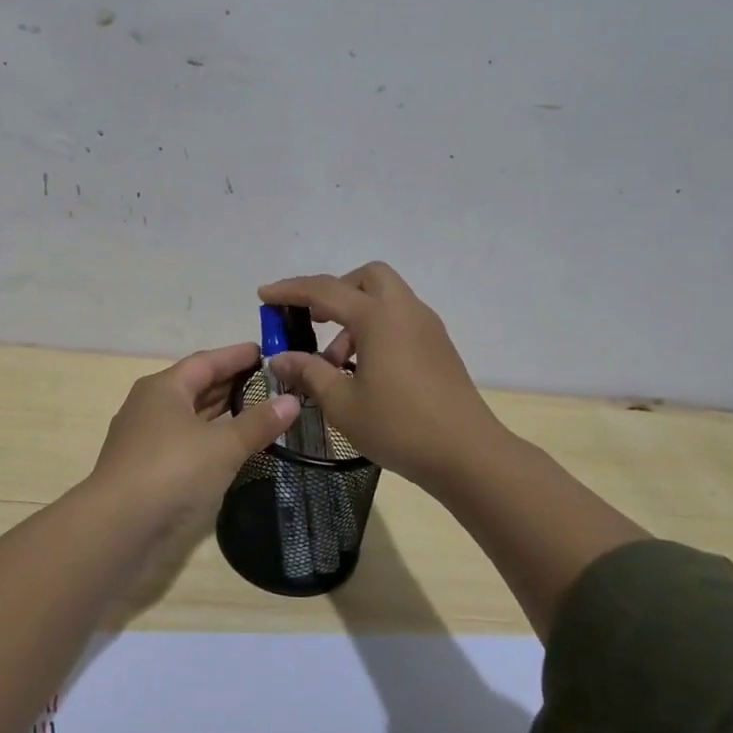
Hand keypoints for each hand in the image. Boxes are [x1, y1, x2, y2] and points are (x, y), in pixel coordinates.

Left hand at [86, 342, 299, 522]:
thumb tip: (291, 400)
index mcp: (164, 387)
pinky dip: (209, 438)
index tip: (265, 351)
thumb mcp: (223, 446)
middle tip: (268, 382)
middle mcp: (150, 405)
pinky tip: (229, 448)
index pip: (206, 361)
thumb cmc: (171, 471)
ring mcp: (144, 438)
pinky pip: (184, 441)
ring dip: (220, 413)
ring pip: (189, 416)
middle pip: (195, 386)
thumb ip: (258, 423)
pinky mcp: (144, 468)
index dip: (236, 355)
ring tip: (255, 411)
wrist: (117, 527)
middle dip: (230, 383)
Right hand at [259, 262, 505, 492]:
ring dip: (355, 315)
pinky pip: (400, 319)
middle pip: (366, 277)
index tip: (264, 295)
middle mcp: (404, 311)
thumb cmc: (399, 426)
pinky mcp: (438, 347)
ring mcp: (426, 327)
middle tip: (313, 319)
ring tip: (334, 361)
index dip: (290, 291)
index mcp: (378, 317)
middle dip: (335, 290)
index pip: (325, 290)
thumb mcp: (342, 403)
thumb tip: (280, 358)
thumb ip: (308, 372)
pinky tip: (364, 370)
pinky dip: (376, 329)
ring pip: (385, 298)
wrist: (468, 455)